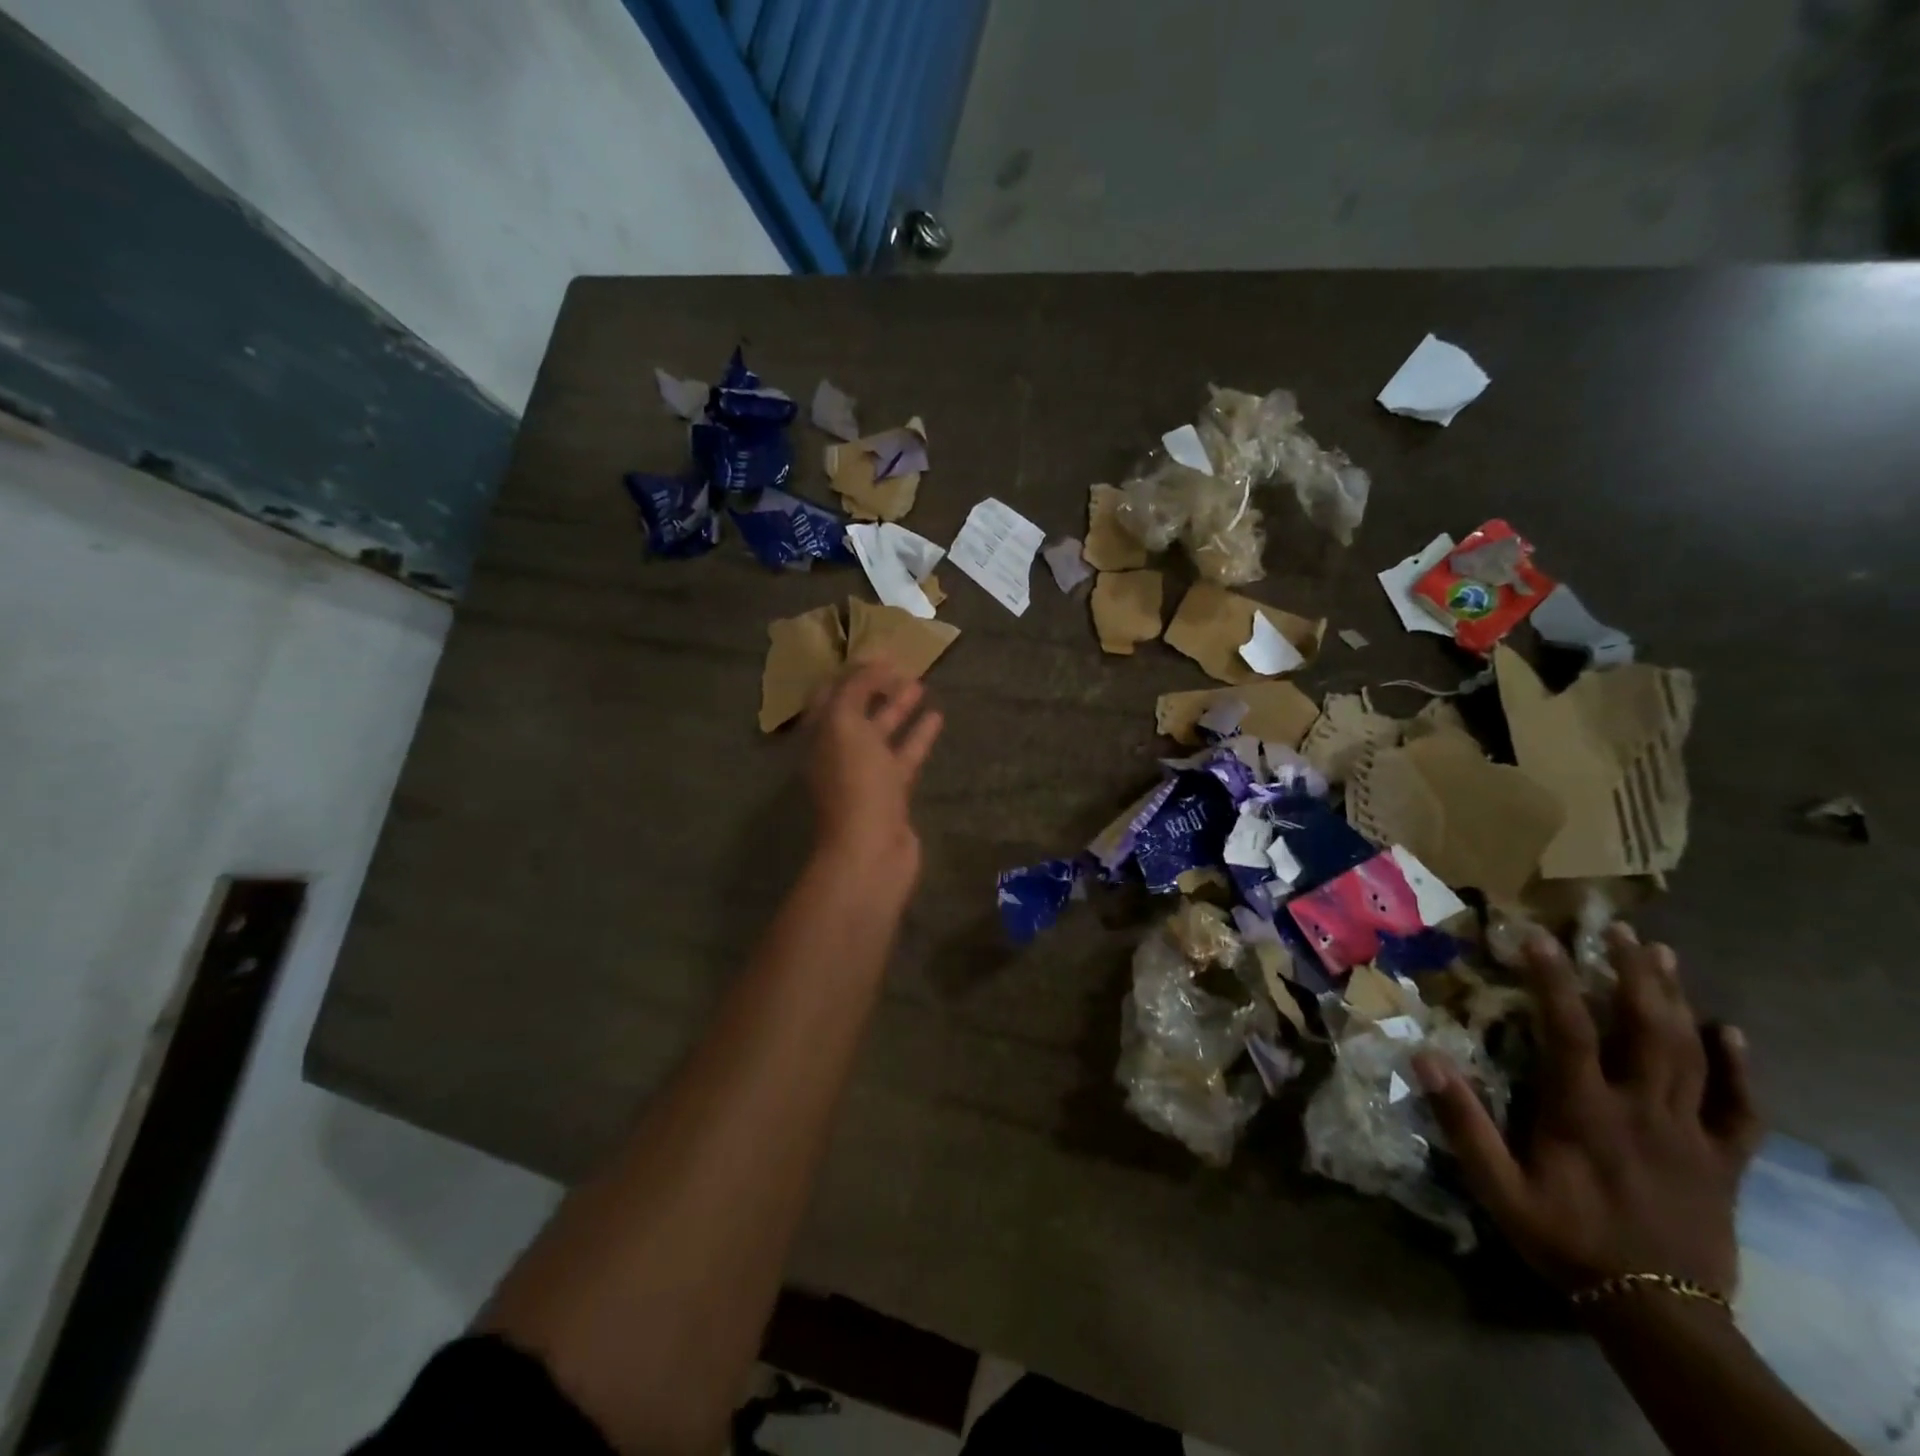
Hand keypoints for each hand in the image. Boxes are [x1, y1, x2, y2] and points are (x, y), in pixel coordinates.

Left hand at [805, 661, 942, 892]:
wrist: (872, 849)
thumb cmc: (855, 783)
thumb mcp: (845, 725)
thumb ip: (855, 689)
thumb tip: (871, 664)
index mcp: (820, 736)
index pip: (830, 694)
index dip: (850, 672)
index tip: (877, 653)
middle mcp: (839, 752)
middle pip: (856, 711)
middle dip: (875, 687)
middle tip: (901, 664)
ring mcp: (866, 773)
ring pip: (882, 733)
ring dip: (899, 708)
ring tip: (921, 683)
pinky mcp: (893, 791)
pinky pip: (905, 755)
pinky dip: (919, 736)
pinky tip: (937, 716)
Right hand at [1415, 925, 1761, 1298]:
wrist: (1657, 1314)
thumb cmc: (1566, 1240)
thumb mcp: (1498, 1188)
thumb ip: (1462, 1122)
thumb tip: (1423, 1058)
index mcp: (1585, 1111)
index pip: (1569, 1029)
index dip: (1552, 978)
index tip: (1537, 936)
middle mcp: (1642, 1110)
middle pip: (1645, 1028)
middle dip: (1632, 972)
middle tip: (1619, 930)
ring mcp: (1690, 1133)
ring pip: (1690, 1053)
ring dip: (1675, 998)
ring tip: (1662, 954)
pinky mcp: (1723, 1160)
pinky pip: (1741, 1108)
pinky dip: (1738, 1067)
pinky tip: (1730, 1032)